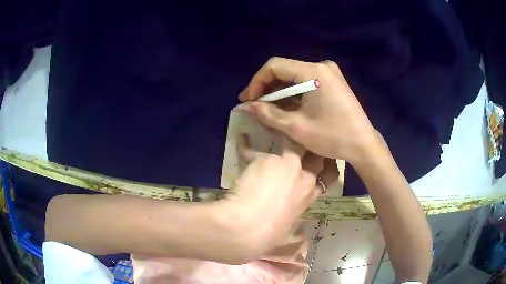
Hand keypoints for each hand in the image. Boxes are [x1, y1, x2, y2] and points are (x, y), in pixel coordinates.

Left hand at [222, 133, 338, 253]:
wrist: (248, 230)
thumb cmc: (268, 235)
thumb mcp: (287, 227)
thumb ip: (294, 221)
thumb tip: (298, 228)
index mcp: (309, 196)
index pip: (328, 175)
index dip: (326, 164)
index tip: (320, 157)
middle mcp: (304, 178)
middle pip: (316, 154)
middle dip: (312, 144)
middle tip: (302, 135)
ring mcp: (288, 166)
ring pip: (293, 142)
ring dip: (285, 133)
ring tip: (273, 124)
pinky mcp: (267, 160)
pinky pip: (255, 148)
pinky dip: (246, 144)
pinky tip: (242, 139)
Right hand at [239, 57, 384, 165]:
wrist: (363, 145)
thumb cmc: (333, 137)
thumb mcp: (296, 127)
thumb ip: (267, 114)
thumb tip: (245, 106)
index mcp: (313, 72)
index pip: (274, 66)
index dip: (257, 82)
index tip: (248, 100)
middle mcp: (321, 66)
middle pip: (284, 70)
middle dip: (266, 88)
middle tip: (254, 105)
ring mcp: (329, 72)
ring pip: (294, 76)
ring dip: (279, 91)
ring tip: (267, 109)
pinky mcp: (333, 81)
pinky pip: (306, 81)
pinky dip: (293, 93)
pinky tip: (286, 106)